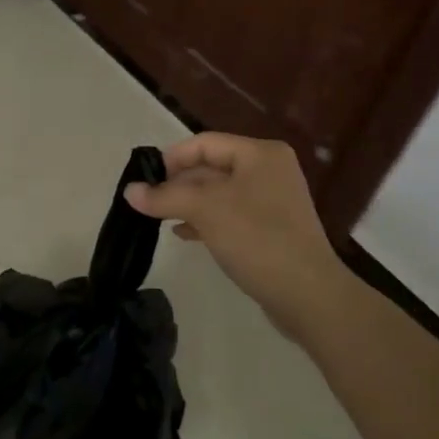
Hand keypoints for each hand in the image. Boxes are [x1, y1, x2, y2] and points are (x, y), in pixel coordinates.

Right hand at [124, 134, 353, 342]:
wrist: (308, 295)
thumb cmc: (257, 239)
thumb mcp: (206, 210)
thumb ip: (165, 197)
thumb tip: (129, 191)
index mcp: (260, 154)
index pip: (204, 143)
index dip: (171, 159)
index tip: (145, 181)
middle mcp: (268, 170)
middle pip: (211, 167)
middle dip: (178, 184)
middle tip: (147, 203)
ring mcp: (272, 200)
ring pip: (218, 193)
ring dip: (188, 203)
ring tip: (160, 219)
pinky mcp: (271, 228)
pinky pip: (230, 214)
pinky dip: (205, 220)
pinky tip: (184, 234)